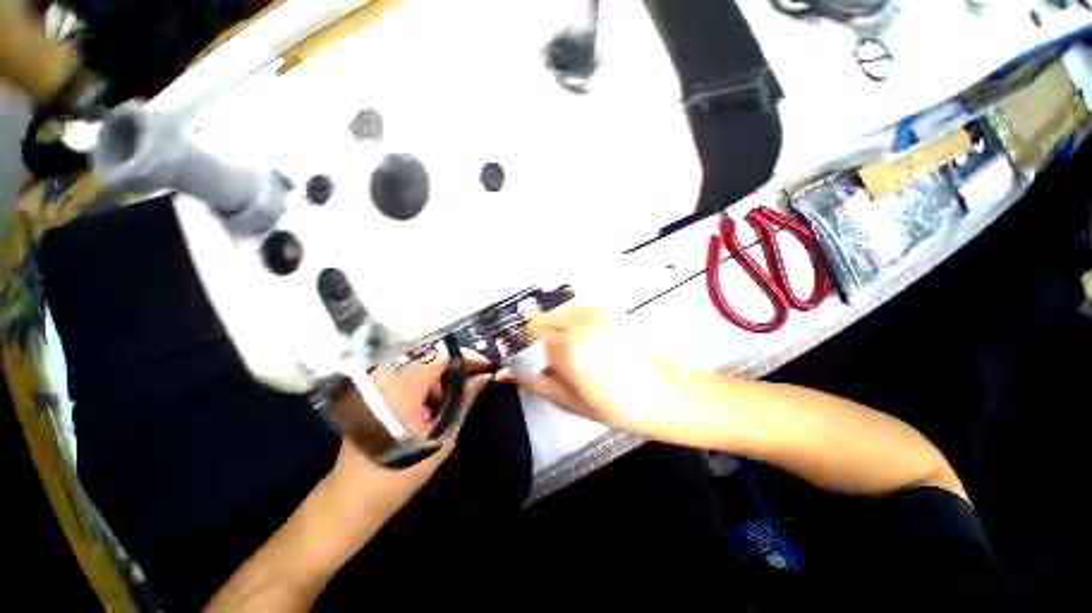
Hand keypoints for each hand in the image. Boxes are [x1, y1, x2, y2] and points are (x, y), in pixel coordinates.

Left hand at [325, 353, 494, 521]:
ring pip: (416, 370)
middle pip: (429, 362)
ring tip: (443, 407)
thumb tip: (483, 377)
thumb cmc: (403, 472)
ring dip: (435, 382)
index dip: (465, 359)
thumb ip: (463, 401)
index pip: (441, 359)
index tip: (485, 365)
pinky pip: (403, 380)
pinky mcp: (369, 394)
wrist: (354, 498)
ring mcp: (374, 386)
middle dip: (451, 372)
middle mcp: (386, 380)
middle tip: (467, 389)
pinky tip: (425, 409)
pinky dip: (420, 388)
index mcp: (404, 390)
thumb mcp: (442, 437)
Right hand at [504, 304, 682, 436]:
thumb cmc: (610, 403)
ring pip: (561, 311)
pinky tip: (587, 339)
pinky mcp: (609, 310)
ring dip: (558, 325)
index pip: (531, 332)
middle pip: (544, 317)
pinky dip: (575, 319)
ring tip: (573, 348)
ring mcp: (597, 313)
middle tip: (555, 355)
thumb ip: (532, 381)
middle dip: (543, 334)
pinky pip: (580, 308)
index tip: (530, 354)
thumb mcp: (565, 399)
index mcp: (567, 346)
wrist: (656, 393)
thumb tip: (504, 373)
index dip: (527, 344)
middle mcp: (580, 322)